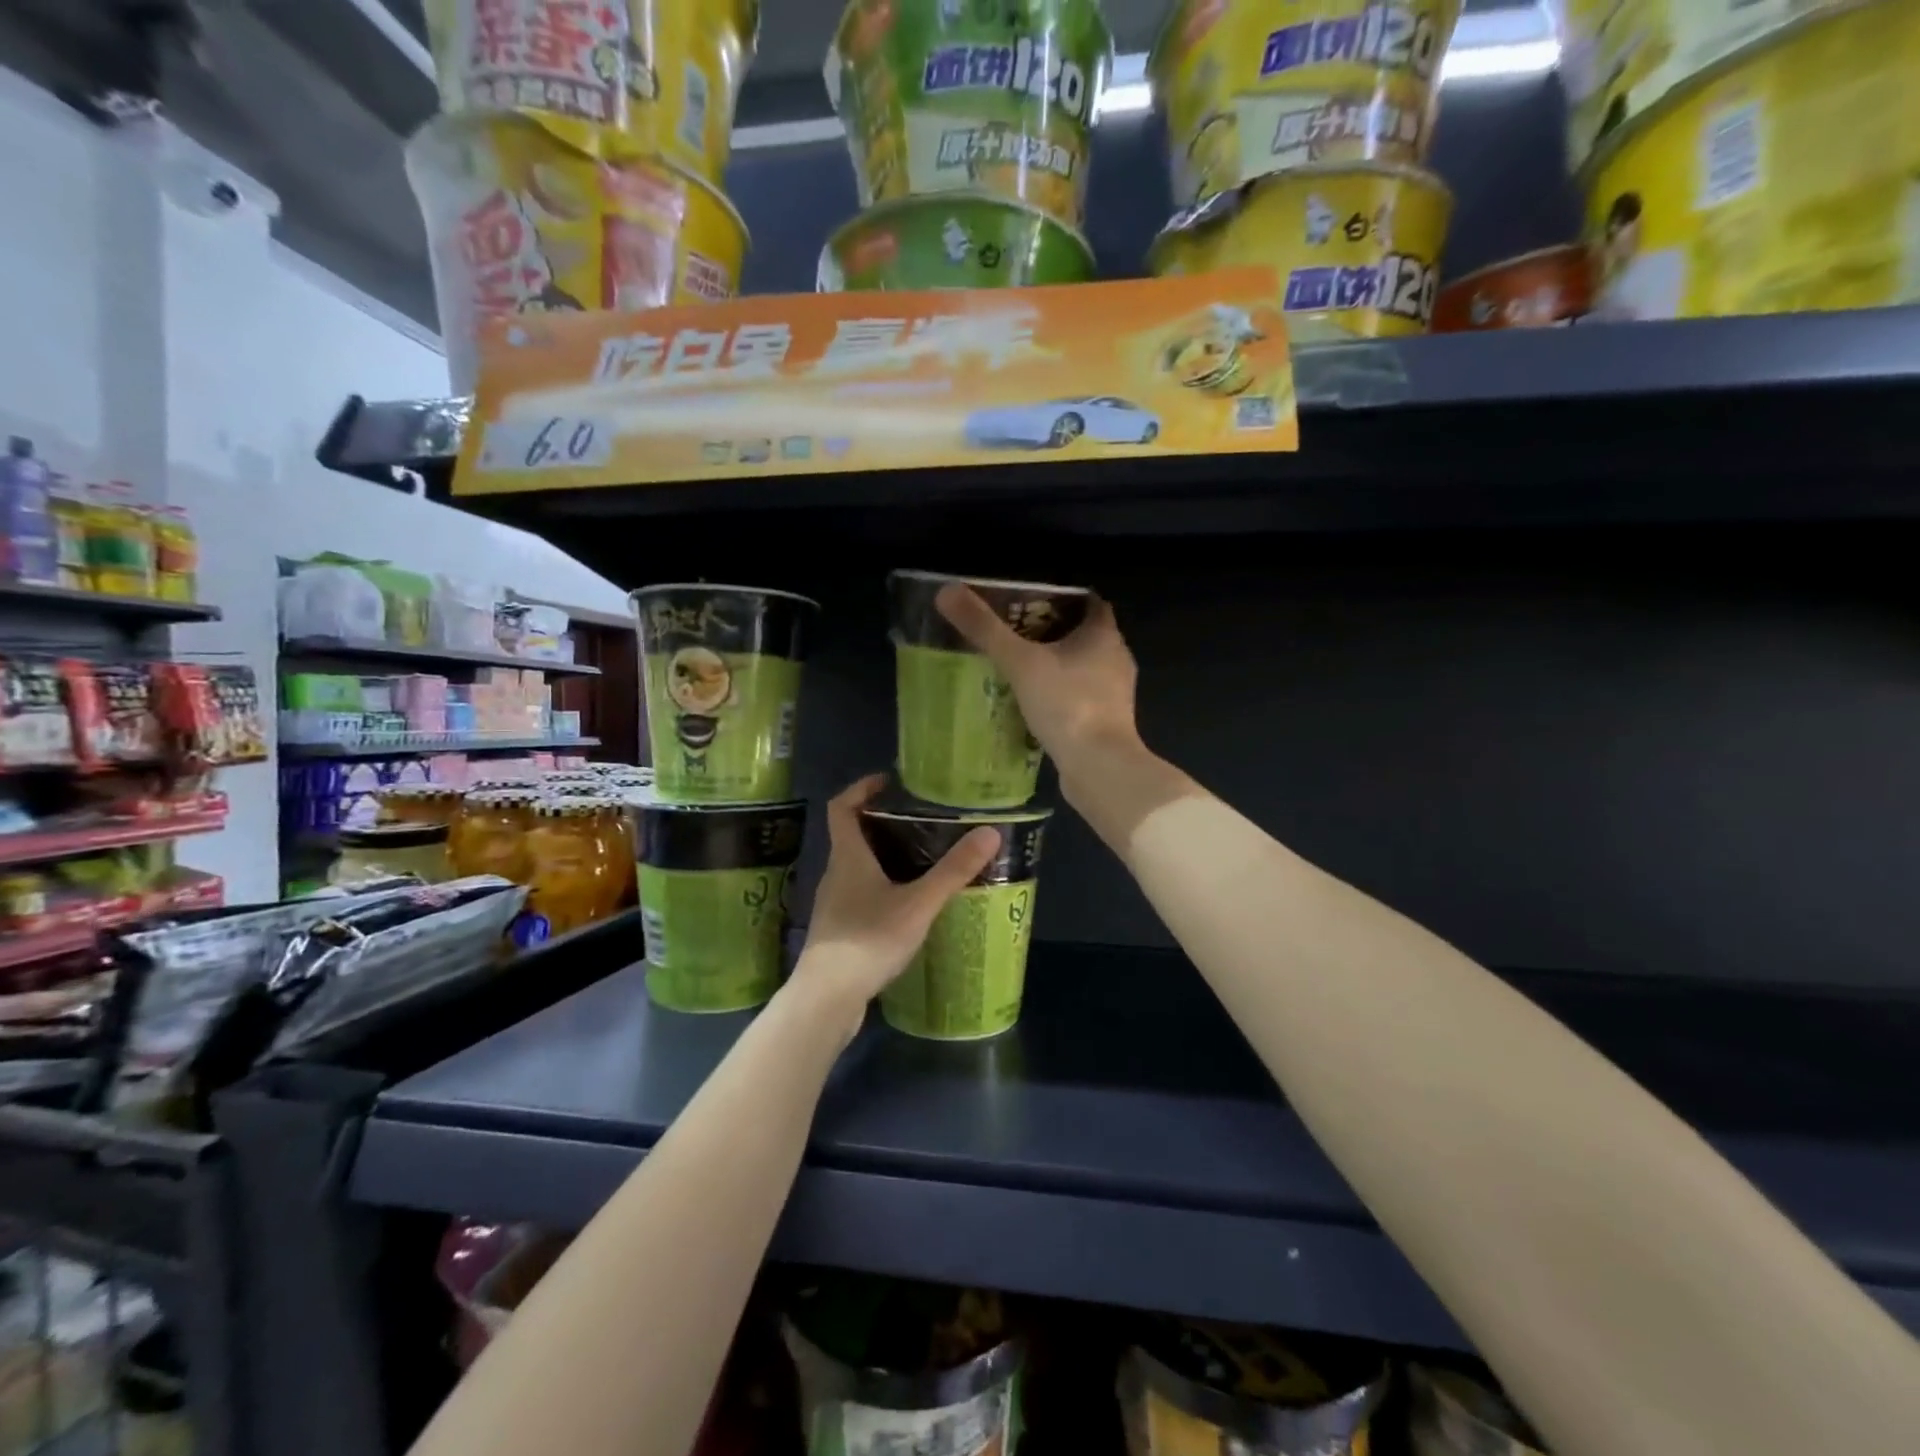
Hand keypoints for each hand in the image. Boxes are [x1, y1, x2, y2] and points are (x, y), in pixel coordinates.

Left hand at [789, 775, 998, 1025]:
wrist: (827, 997)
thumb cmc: (868, 940)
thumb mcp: (918, 904)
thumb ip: (953, 870)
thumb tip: (990, 832)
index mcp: (848, 856)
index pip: (842, 806)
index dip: (861, 788)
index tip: (888, 782)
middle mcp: (835, 873)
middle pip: (851, 836)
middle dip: (881, 824)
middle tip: (919, 823)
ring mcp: (833, 904)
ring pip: (856, 868)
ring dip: (882, 858)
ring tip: (920, 862)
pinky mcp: (837, 930)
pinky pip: (859, 895)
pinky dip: (880, 888)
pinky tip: (905, 907)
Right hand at [934, 584, 1140, 771]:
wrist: (1099, 767)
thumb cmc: (1066, 704)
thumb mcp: (1019, 663)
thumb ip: (985, 629)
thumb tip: (947, 591)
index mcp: (1104, 634)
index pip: (1088, 602)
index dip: (1061, 598)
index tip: (1028, 602)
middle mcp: (1116, 658)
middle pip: (1085, 634)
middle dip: (1052, 632)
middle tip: (1014, 634)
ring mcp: (1116, 693)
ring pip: (1084, 668)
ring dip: (1057, 666)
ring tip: (1019, 668)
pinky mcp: (1107, 722)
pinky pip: (1081, 697)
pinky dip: (1061, 695)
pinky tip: (1034, 704)